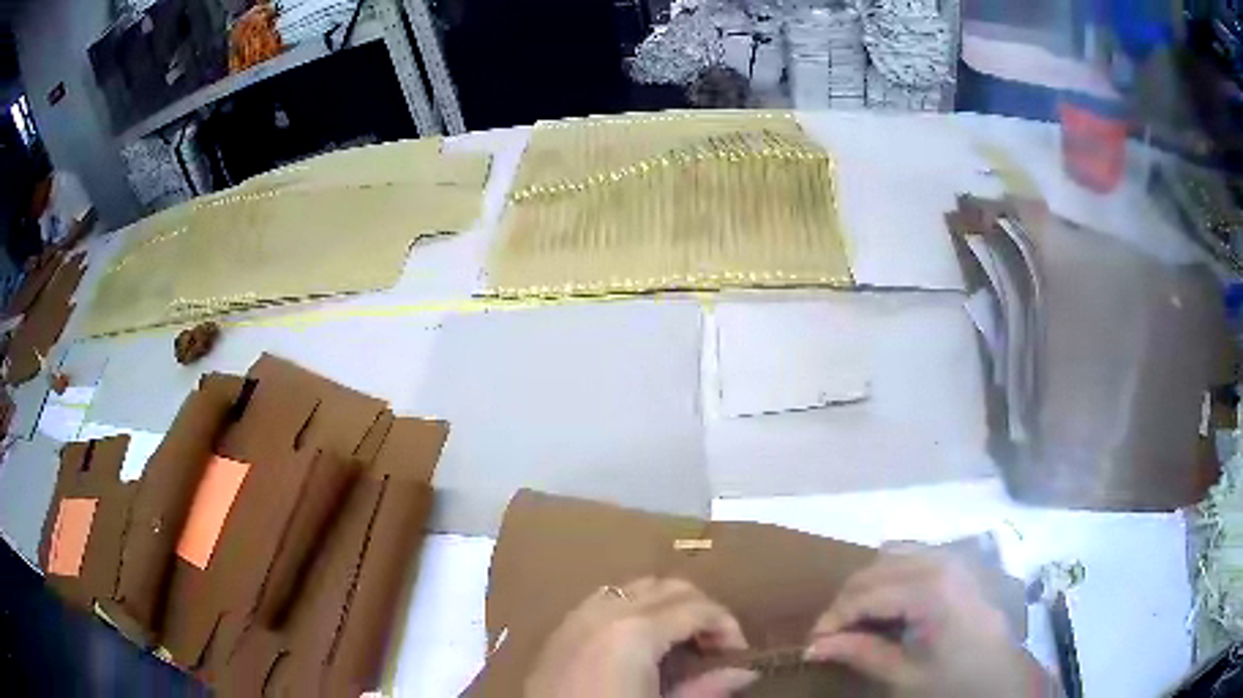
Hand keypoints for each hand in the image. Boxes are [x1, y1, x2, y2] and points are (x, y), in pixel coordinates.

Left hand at [525, 578, 757, 697]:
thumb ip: (706, 688)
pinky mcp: (560, 630)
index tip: (738, 653)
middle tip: (713, 645)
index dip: (726, 625)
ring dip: (665, 604)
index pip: (698, 608)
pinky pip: (604, 600)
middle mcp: (606, 612)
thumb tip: (746, 673)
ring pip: (634, 587)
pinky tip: (638, 640)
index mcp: (635, 631)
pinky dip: (631, 608)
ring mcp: (578, 617)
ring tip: (679, 640)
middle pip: (668, 587)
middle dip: (699, 609)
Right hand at [805, 549, 1053, 697]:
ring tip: (860, 621)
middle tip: (832, 637)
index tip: (813, 645)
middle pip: (874, 569)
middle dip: (846, 602)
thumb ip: (859, 653)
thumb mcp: (903, 675)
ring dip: (868, 585)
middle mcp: (940, 560)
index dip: (832, 618)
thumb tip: (812, 646)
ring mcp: (952, 557)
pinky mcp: (959, 563)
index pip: (863, 593)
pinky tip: (890, 605)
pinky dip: (891, 575)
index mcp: (929, 588)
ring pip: (891, 555)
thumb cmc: (954, 680)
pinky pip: (913, 555)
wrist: (1003, 675)